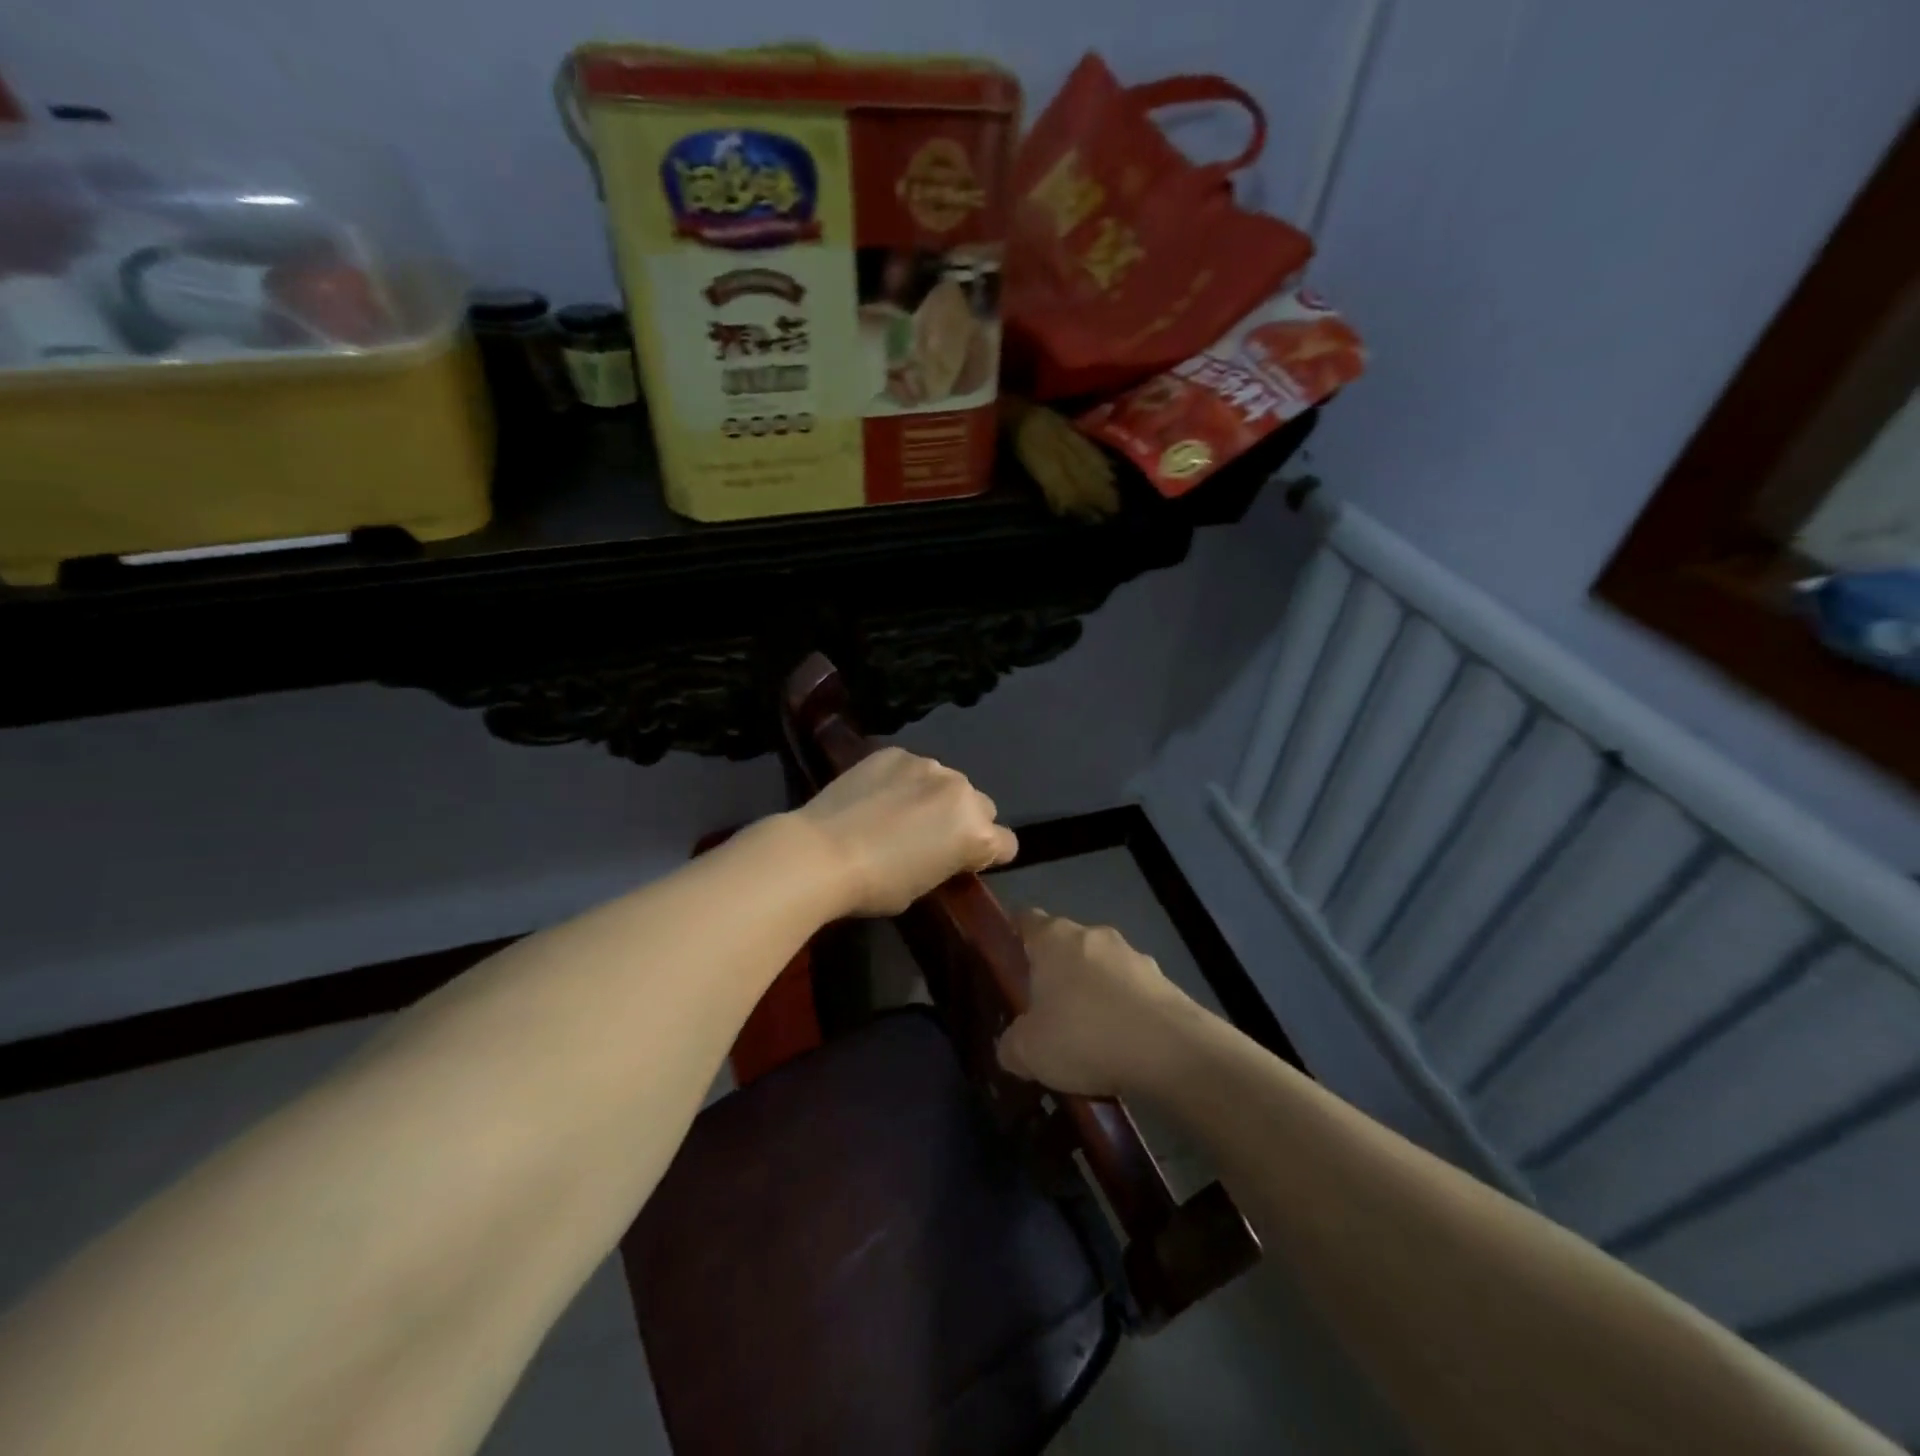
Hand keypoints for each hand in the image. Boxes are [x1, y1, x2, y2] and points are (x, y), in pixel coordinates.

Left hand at [790, 747, 1016, 916]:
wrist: (821, 853)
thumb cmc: (877, 885)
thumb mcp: (926, 885)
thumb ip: (948, 861)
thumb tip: (944, 851)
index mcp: (976, 832)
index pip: (1006, 844)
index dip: (987, 856)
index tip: (965, 863)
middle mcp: (962, 791)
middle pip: (981, 806)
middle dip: (964, 820)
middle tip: (931, 837)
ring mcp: (928, 765)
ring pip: (947, 782)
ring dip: (935, 796)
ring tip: (899, 812)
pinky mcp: (896, 753)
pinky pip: (913, 768)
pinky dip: (903, 781)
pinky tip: (877, 796)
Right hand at [997, 910, 1200, 1096]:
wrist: (1170, 1052)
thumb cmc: (1084, 1036)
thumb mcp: (1028, 1052)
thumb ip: (1011, 1044)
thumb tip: (1012, 1045)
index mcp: (1053, 938)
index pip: (1026, 919)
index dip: (1014, 935)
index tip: (1006, 959)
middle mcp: (1093, 935)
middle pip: (1065, 946)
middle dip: (1056, 973)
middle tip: (1044, 1012)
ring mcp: (1133, 956)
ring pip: (1102, 969)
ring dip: (1093, 994)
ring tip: (1087, 1039)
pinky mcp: (1164, 982)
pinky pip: (1131, 994)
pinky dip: (1123, 1014)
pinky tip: (1121, 1049)